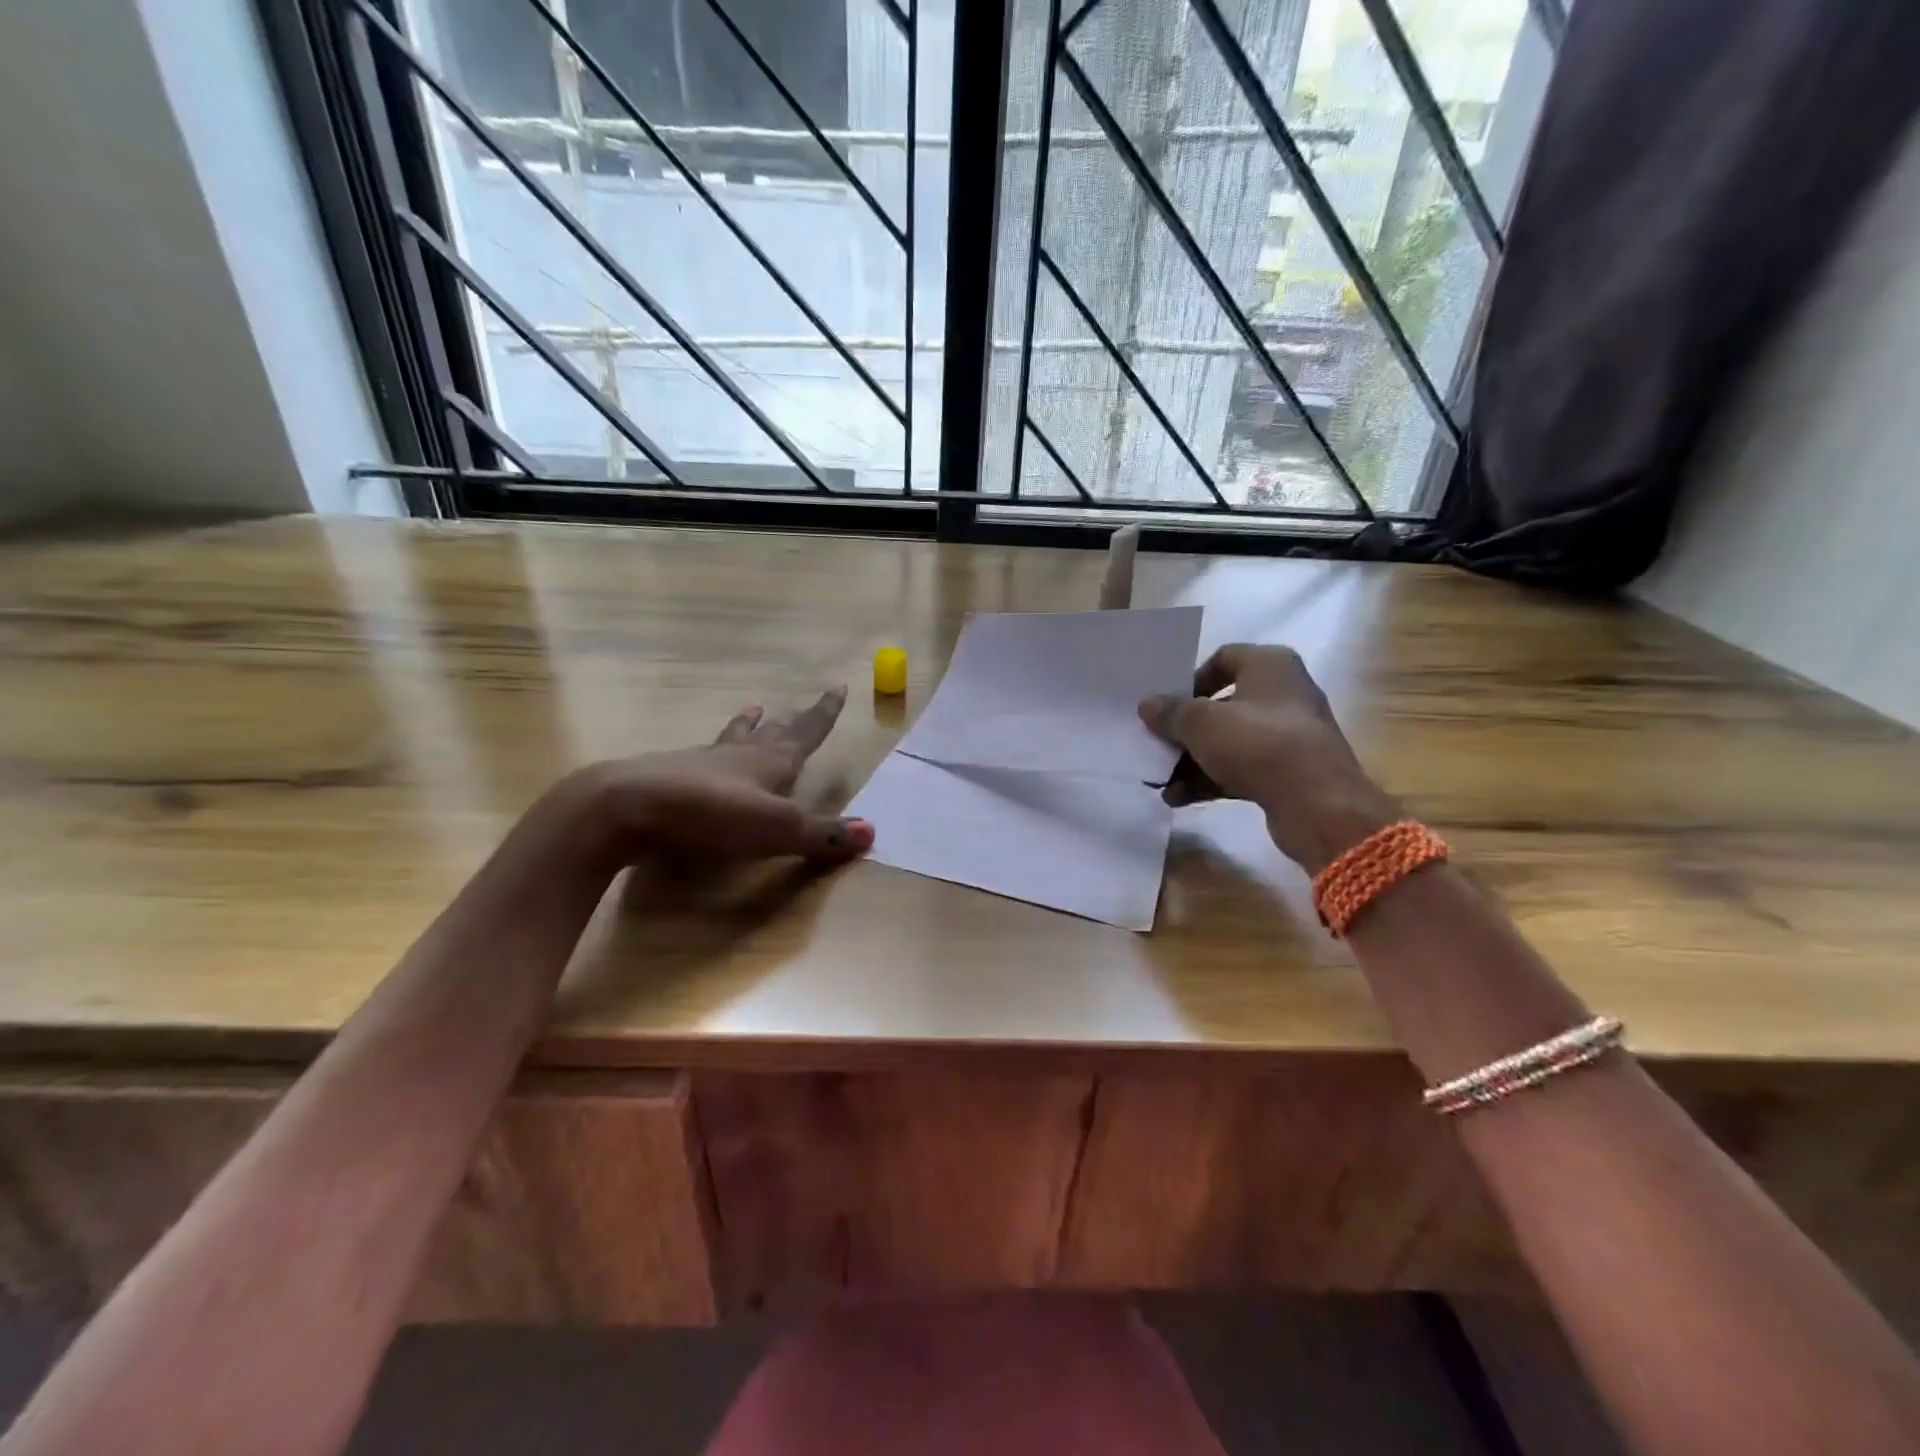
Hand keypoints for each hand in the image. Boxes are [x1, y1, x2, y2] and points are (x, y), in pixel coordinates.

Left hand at [566, 687, 874, 867]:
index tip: (837, 688)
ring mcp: (700, 765)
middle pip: (771, 733)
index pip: (804, 734)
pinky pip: (701, 758)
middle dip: (791, 721)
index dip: (823, 715)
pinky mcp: (669, 780)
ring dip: (746, 727)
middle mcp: (737, 756)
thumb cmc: (710, 815)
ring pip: (732, 739)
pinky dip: (712, 751)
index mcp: (768, 763)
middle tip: (800, 703)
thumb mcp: (776, 830)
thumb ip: (822, 834)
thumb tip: (873, 831)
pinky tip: (702, 755)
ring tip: (753, 709)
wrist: (625, 809)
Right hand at [1139, 645, 1395, 871]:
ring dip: (1192, 759)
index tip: (1168, 704)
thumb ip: (1170, 712)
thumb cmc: (1257, 744)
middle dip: (1186, 727)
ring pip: (1229, 740)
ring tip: (1161, 779)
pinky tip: (1178, 798)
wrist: (1317, 804)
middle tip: (1157, 742)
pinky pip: (1240, 768)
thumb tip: (1147, 705)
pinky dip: (1210, 779)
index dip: (1191, 679)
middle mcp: (1284, 693)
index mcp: (1270, 665)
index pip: (1223, 658)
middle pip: (1222, 704)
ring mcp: (1288, 735)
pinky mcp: (1288, 771)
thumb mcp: (1201, 723)